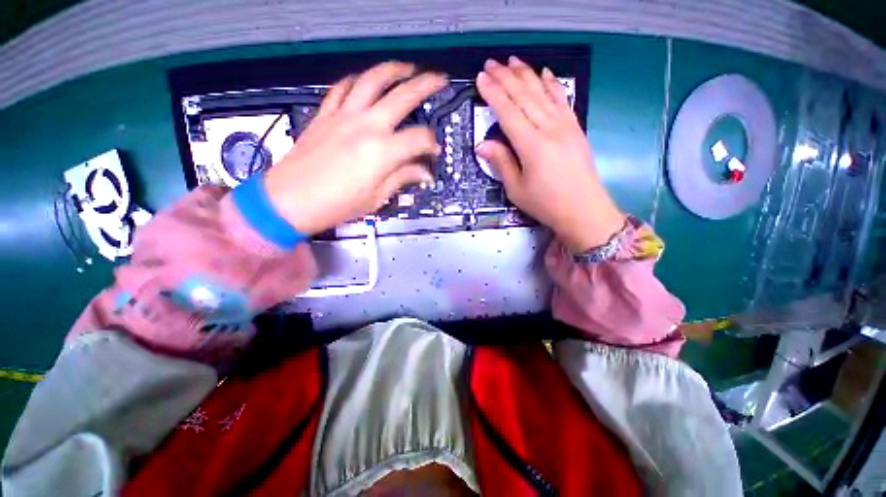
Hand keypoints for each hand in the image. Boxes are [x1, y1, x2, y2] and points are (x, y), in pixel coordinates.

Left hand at [264, 62, 446, 234]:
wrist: (290, 200)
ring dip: (393, 70)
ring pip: (372, 80)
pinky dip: (357, 80)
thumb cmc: (336, 205)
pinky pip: (342, 88)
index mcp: (382, 152)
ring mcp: (343, 115)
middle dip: (425, 85)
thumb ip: (402, 178)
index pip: (419, 139)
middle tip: (439, 80)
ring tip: (407, 68)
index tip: (434, 151)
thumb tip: (423, 174)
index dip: (432, 144)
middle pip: (402, 96)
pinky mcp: (325, 114)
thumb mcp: (376, 197)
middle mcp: (366, 126)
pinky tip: (364, 80)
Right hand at [475, 57, 624, 251]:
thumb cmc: (546, 204)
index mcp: (531, 146)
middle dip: (506, 78)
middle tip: (491, 63)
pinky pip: (562, 100)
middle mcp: (549, 129)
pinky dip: (552, 84)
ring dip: (526, 75)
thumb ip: (501, 163)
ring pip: (543, 93)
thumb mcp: (516, 189)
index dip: (493, 94)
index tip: (481, 78)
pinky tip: (545, 73)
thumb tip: (482, 144)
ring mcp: (565, 126)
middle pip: (524, 97)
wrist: (583, 209)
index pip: (508, 112)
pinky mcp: (575, 128)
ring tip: (512, 61)